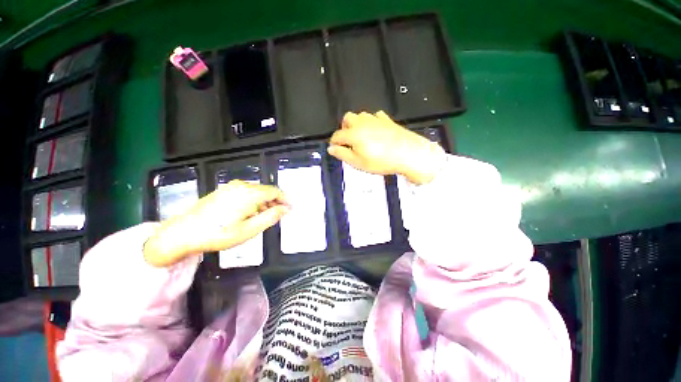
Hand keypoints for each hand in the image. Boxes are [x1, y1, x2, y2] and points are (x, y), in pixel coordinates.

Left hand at [144, 180, 289, 266]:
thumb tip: (285, 209)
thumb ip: (270, 217)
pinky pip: (246, 192)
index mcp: (249, 193)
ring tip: (263, 218)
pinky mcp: (224, 190)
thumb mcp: (249, 230)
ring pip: (257, 192)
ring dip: (264, 203)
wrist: (182, 233)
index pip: (276, 192)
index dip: (285, 200)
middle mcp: (242, 186)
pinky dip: (254, 201)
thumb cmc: (218, 233)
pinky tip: (249, 214)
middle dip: (275, 202)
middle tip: (278, 217)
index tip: (290, 210)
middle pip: (266, 191)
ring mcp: (231, 187)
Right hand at [328, 111, 444, 184]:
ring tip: (360, 137)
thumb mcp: (358, 162)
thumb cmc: (382, 161)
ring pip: (360, 115)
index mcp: (353, 133)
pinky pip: (375, 116)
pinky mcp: (387, 120)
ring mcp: (375, 119)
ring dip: (356, 124)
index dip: (334, 143)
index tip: (335, 149)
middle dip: (344, 129)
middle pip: (347, 119)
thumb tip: (331, 149)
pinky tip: (374, 131)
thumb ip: (342, 154)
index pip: (337, 135)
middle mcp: (362, 122)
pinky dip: (371, 122)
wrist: (408, 154)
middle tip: (348, 141)